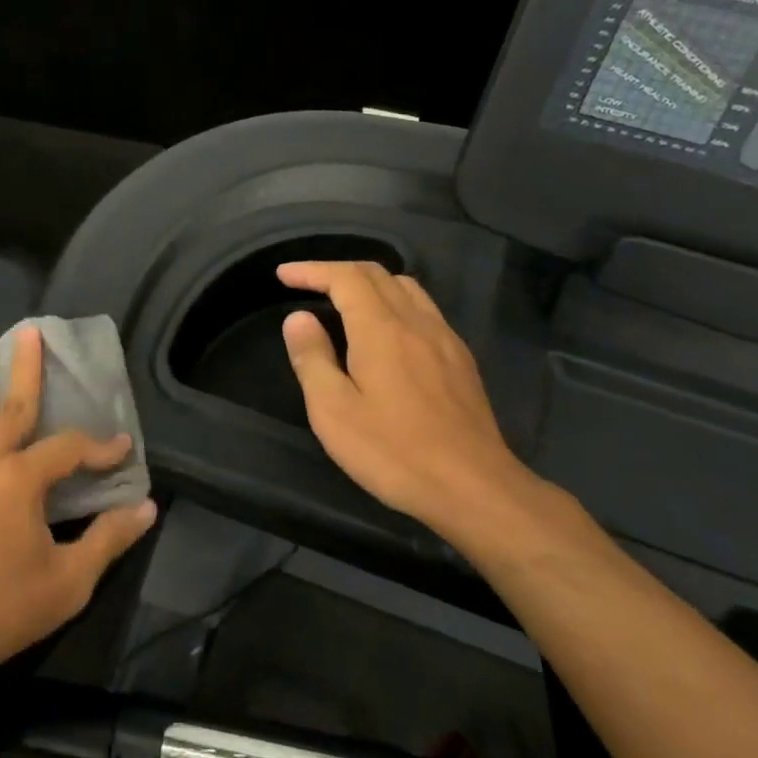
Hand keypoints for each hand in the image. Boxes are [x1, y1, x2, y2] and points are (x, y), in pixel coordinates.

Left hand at [0, 327, 157, 696]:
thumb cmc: (3, 611)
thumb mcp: (69, 582)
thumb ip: (109, 539)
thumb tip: (148, 508)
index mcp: (20, 481)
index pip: (69, 449)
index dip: (99, 446)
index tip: (121, 447)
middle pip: (11, 409)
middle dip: (24, 370)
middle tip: (29, 333)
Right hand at [279, 261, 539, 544]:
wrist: (474, 488)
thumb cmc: (394, 452)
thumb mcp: (334, 411)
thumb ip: (312, 358)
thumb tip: (298, 318)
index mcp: (381, 329)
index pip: (345, 278)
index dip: (312, 270)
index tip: (283, 275)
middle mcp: (416, 322)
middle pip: (377, 274)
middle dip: (337, 271)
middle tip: (307, 284)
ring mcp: (445, 339)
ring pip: (405, 288)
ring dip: (369, 283)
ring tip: (344, 301)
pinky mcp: (461, 360)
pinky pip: (424, 310)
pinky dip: (395, 303)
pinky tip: (387, 332)